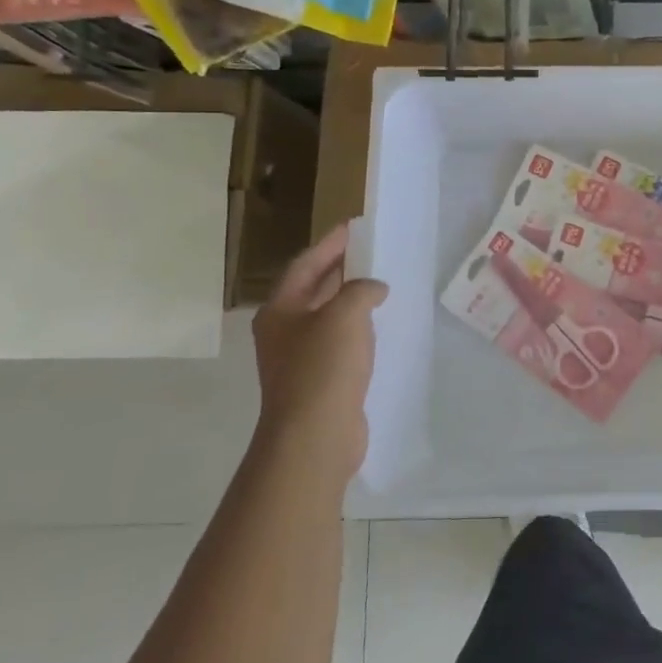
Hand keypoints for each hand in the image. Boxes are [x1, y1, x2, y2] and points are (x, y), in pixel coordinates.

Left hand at [252, 225, 387, 484]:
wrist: (315, 435)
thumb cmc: (323, 368)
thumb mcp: (345, 315)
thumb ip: (361, 290)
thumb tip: (374, 289)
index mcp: (281, 310)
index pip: (305, 264)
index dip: (330, 244)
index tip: (355, 227)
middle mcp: (284, 331)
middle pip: (313, 288)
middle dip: (341, 269)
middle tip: (371, 251)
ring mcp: (300, 358)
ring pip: (327, 316)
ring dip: (351, 298)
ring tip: (381, 283)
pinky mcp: (319, 381)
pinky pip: (340, 342)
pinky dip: (358, 327)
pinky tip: (379, 326)